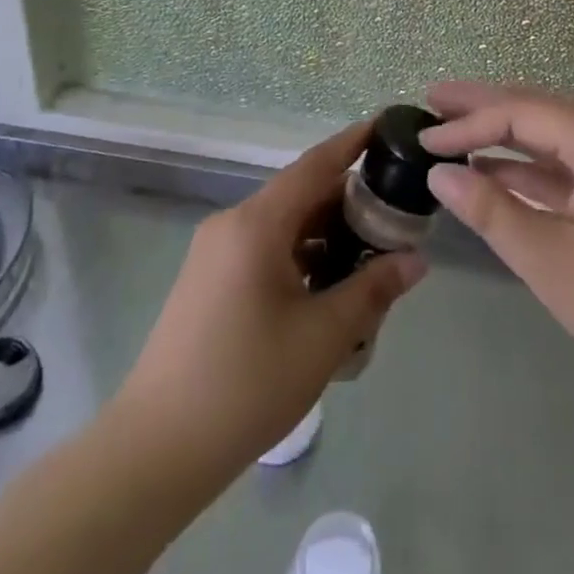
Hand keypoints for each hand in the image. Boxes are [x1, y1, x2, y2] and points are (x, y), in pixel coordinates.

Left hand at [116, 119, 426, 473]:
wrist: (157, 449)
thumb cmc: (247, 383)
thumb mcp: (323, 336)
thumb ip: (372, 290)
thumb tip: (416, 260)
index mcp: (257, 223)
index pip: (315, 165)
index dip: (352, 143)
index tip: (386, 125)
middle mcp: (233, 224)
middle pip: (300, 196)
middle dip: (348, 203)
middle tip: (395, 215)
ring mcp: (215, 253)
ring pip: (284, 227)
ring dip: (325, 237)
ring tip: (370, 260)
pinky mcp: (208, 281)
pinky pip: (264, 251)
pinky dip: (300, 258)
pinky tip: (327, 293)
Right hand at [422, 82, 573, 435]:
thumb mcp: (550, 260)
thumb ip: (490, 210)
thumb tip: (439, 172)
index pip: (520, 112)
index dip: (467, 122)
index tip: (422, 136)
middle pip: (540, 109)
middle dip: (485, 106)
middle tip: (433, 99)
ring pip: (557, 138)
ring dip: (508, 137)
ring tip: (457, 132)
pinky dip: (535, 169)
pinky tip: (502, 175)